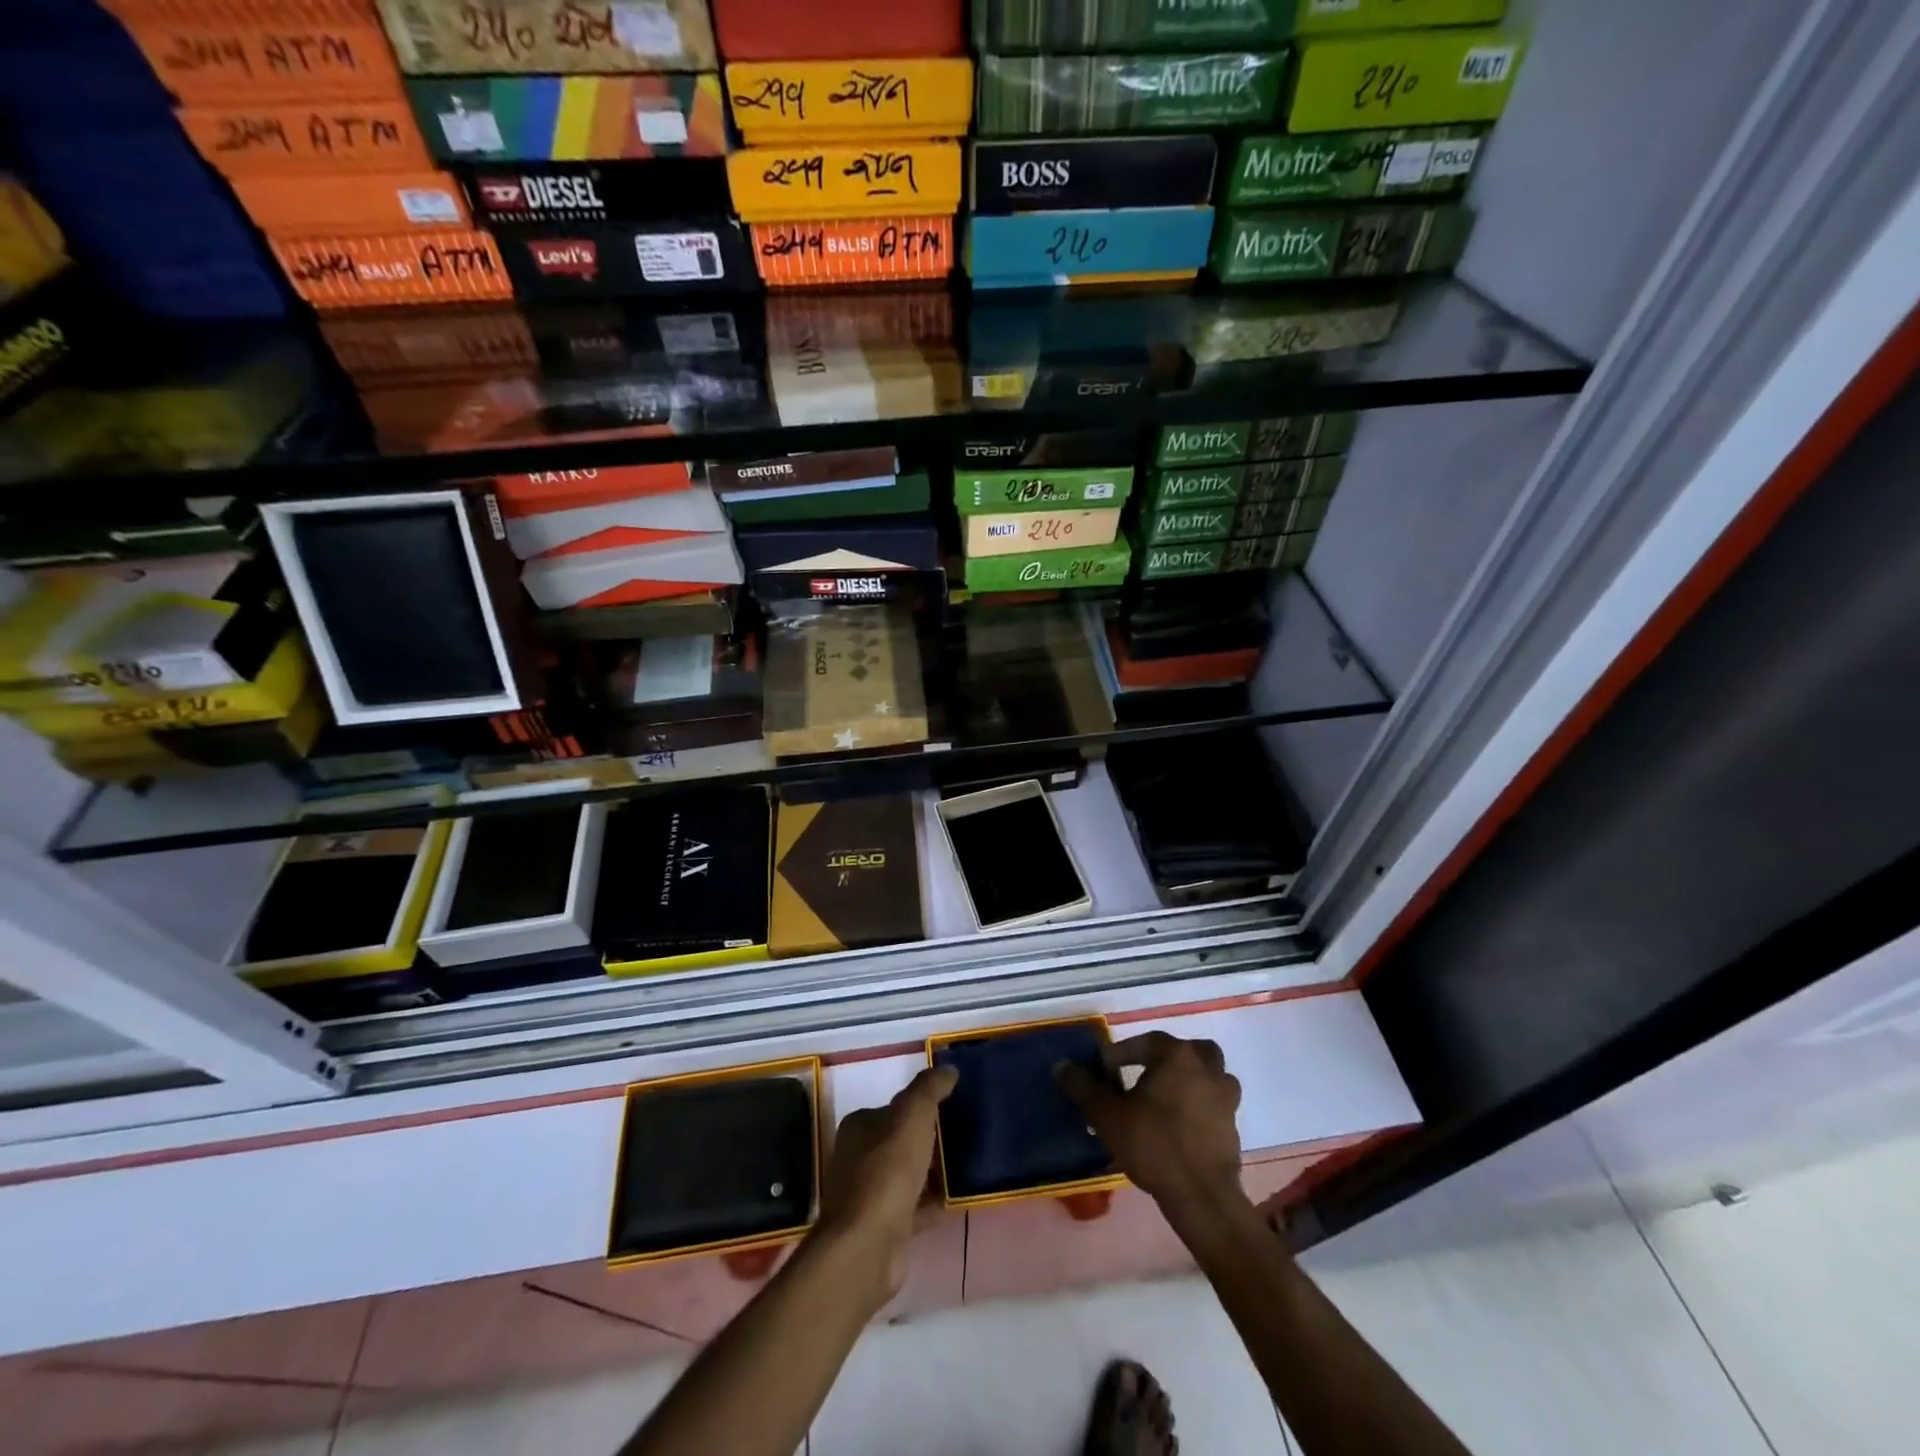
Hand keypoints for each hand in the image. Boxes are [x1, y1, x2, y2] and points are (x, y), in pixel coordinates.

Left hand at [817, 1065, 955, 1305]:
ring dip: (931, 1171)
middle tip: (962, 1135)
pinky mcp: (884, 1228)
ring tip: (964, 1164)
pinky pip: (914, 1207)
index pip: (893, 1108)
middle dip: (927, 1139)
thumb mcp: (912, 1116)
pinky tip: (954, 1198)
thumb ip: (929, 1089)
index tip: (950, 1108)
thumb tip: (948, 1068)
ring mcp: (869, 1196)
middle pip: (899, 1141)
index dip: (920, 1106)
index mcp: (860, 1127)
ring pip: (907, 1175)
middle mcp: (858, 1158)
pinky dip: (932, 1202)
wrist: (868, 1246)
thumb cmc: (887, 1171)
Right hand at [1057, 1032, 1244, 1216]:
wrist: (1202, 1197)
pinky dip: (1199, 1108)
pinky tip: (1178, 1126)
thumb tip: (1062, 1066)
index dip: (1122, 1053)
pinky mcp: (1232, 1128)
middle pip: (1191, 1051)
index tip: (1105, 1071)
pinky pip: (1214, 1105)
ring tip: (1165, 1099)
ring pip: (1210, 1076)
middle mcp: (1207, 1069)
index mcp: (1178, 1056)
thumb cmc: (1154, 1145)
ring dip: (1190, 1081)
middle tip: (1146, 1074)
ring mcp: (1225, 1099)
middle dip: (1169, 1058)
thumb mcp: (1108, 1116)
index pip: (1146, 1041)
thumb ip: (1083, 1088)